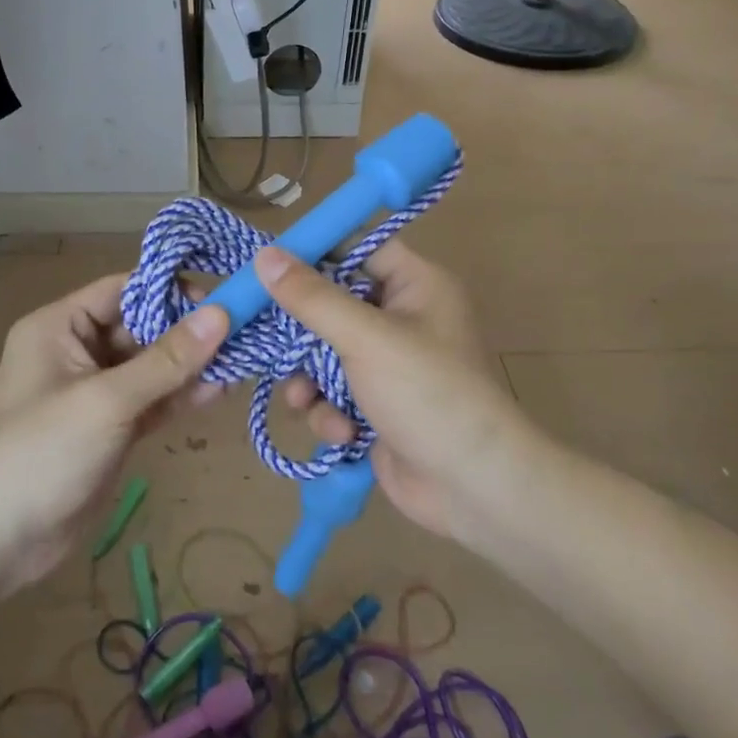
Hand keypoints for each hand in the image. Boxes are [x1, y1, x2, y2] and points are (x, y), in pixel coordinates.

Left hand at [0, 274, 227, 607]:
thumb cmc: (42, 453)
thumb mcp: (107, 400)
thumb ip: (167, 360)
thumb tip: (221, 313)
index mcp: (60, 327)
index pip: (122, 290)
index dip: (169, 290)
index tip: (220, 298)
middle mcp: (77, 351)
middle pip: (142, 327)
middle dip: (188, 331)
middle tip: (244, 330)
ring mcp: (96, 392)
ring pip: (152, 367)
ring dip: (191, 365)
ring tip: (244, 358)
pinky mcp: (112, 428)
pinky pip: (152, 401)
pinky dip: (181, 397)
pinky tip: (220, 390)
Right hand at [256, 241, 535, 546]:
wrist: (472, 487)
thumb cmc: (427, 394)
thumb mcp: (366, 338)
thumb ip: (312, 297)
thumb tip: (265, 255)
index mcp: (415, 286)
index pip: (357, 249)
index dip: (314, 254)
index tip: (267, 265)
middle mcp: (402, 319)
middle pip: (332, 304)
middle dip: (301, 332)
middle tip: (266, 338)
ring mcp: (388, 366)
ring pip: (324, 354)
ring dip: (309, 379)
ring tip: (305, 399)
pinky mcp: (375, 406)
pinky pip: (334, 393)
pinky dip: (330, 411)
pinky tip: (340, 432)